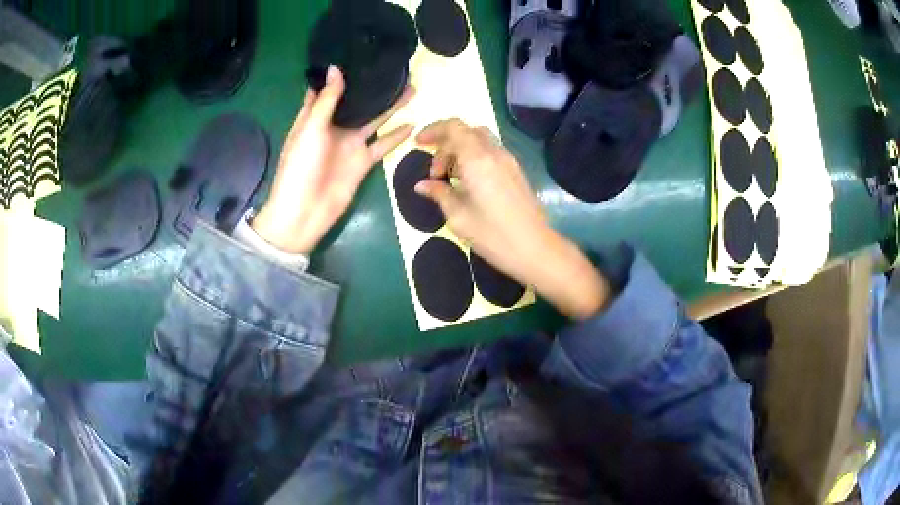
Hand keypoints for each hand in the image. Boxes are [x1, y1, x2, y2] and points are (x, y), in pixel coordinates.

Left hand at [252, 66, 414, 254]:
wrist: (305, 211)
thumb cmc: (300, 167)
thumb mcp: (310, 129)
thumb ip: (327, 100)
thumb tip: (337, 68)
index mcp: (315, 117)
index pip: (328, 89)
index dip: (340, 74)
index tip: (357, 54)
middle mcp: (334, 127)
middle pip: (357, 102)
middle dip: (372, 86)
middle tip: (394, 67)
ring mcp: (350, 144)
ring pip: (375, 119)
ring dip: (391, 106)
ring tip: (411, 87)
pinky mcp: (363, 161)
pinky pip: (383, 144)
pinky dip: (397, 135)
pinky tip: (413, 122)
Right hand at [414, 119, 609, 317]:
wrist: (534, 249)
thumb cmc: (493, 235)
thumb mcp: (458, 216)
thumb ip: (439, 194)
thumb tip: (422, 185)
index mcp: (477, 159)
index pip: (453, 128)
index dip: (434, 131)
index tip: (419, 144)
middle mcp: (494, 153)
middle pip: (467, 131)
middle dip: (446, 144)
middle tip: (435, 172)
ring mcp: (509, 161)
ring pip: (480, 140)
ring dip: (460, 151)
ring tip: (450, 178)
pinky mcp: (516, 172)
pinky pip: (491, 152)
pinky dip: (474, 158)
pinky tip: (468, 183)